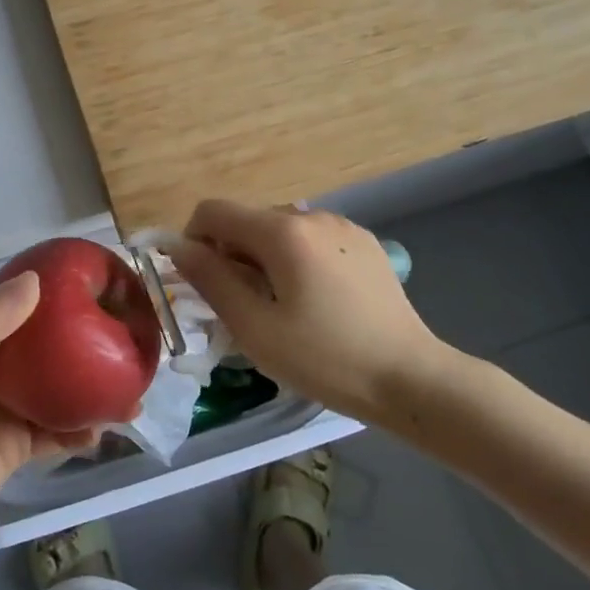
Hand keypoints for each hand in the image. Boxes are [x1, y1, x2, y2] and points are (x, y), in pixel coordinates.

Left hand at [0, 272, 100, 574]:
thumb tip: (35, 278)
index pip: (19, 309)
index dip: (54, 296)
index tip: (95, 288)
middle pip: (45, 352)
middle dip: (82, 346)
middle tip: (125, 342)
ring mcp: (2, 414)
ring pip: (55, 393)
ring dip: (88, 391)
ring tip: (129, 390)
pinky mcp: (10, 452)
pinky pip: (51, 435)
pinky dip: (76, 432)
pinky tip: (103, 433)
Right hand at [172, 200, 462, 427]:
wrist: (411, 378)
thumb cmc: (325, 358)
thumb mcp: (255, 328)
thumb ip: (211, 280)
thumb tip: (178, 247)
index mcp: (281, 231)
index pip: (213, 211)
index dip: (194, 241)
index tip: (203, 284)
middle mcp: (310, 215)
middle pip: (247, 220)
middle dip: (231, 255)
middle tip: (244, 307)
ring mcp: (342, 226)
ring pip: (279, 230)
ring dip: (264, 258)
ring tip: (282, 306)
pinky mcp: (364, 242)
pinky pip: (311, 239)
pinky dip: (296, 259)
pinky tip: (317, 300)